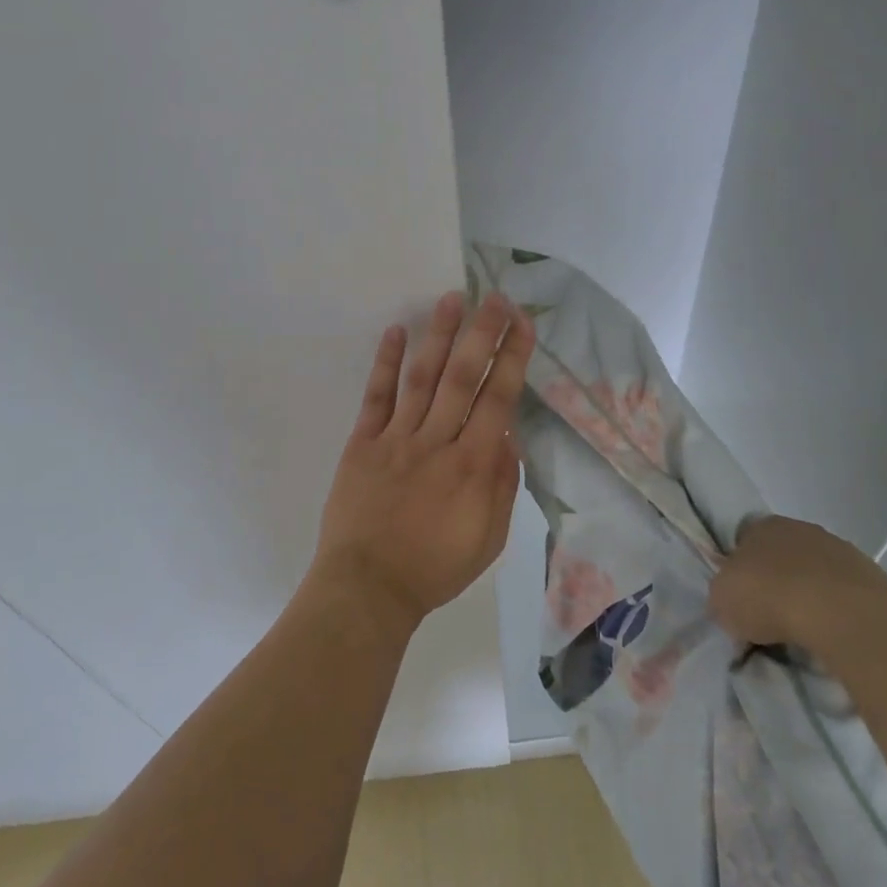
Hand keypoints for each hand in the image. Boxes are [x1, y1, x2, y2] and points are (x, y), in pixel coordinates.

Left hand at [310, 290, 534, 632]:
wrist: (368, 587)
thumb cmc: (434, 568)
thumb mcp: (489, 539)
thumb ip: (503, 484)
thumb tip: (508, 434)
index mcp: (472, 466)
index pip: (498, 399)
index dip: (512, 358)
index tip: (522, 324)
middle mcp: (437, 442)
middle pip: (463, 378)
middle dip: (482, 334)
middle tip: (496, 298)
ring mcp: (396, 439)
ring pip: (422, 378)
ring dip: (438, 336)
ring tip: (452, 299)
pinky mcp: (363, 443)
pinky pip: (376, 397)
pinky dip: (386, 363)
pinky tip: (396, 331)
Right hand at [708, 515, 886, 654]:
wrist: (839, 614)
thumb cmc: (768, 597)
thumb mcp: (722, 602)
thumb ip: (723, 596)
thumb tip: (731, 606)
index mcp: (760, 526)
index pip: (744, 540)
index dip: (740, 569)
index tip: (741, 598)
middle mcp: (800, 529)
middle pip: (782, 555)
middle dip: (776, 580)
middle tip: (770, 617)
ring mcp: (840, 550)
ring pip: (816, 572)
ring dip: (810, 594)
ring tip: (804, 632)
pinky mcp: (872, 577)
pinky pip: (843, 595)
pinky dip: (837, 611)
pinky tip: (832, 634)